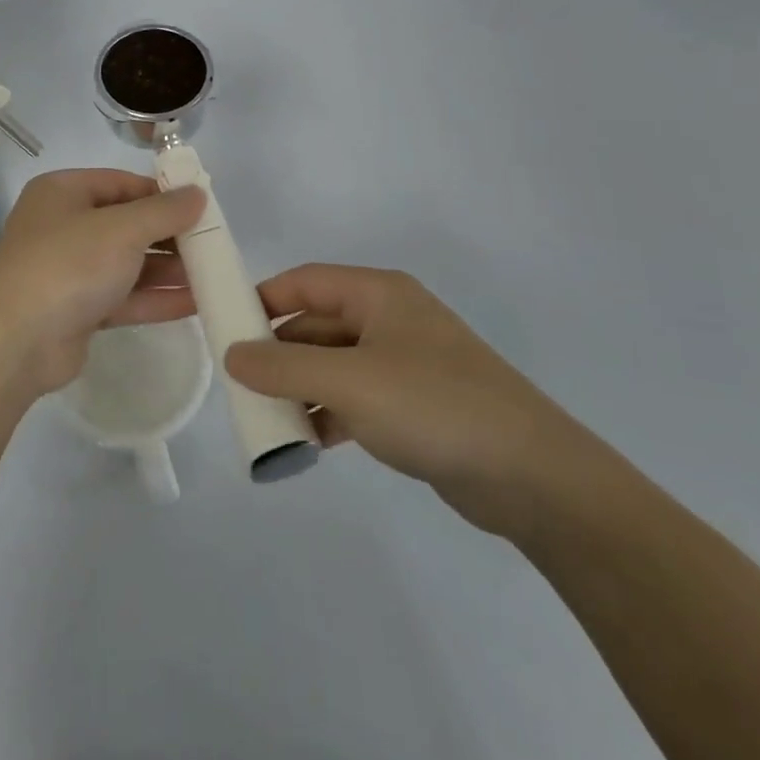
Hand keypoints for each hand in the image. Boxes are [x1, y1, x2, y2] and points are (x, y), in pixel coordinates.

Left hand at [0, 169, 205, 397]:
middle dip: (170, 235)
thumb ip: (164, 211)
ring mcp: (69, 271)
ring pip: (128, 264)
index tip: (203, 206)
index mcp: (64, 193)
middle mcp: (64, 226)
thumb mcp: (122, 229)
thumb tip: (198, 193)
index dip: (163, 193)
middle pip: (127, 224)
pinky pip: (123, 297)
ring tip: (213, 274)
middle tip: (213, 244)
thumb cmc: (68, 265)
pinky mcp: (77, 310)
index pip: (123, 183)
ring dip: (168, 269)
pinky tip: (196, 302)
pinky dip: (155, 298)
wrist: (13, 342)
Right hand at [224, 264, 605, 540]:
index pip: (305, 281)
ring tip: (265, 419)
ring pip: (333, 366)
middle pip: (317, 324)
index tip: (225, 327)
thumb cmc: (433, 406)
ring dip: (300, 389)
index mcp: (378, 294)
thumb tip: (231, 354)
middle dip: (278, 353)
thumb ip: (283, 367)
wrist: (534, 477)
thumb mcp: (348, 382)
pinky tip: (305, 443)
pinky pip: (356, 400)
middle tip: (238, 382)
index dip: (263, 299)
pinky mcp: (415, 406)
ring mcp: (404, 364)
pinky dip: (328, 415)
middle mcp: (390, 320)